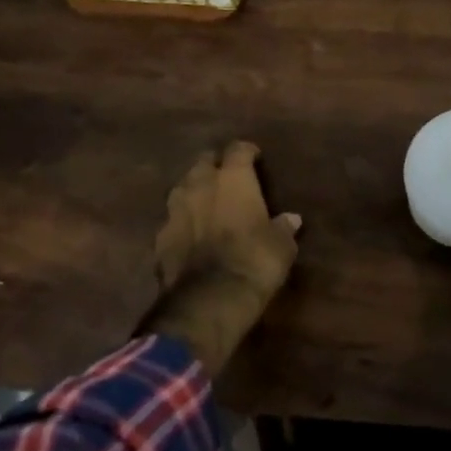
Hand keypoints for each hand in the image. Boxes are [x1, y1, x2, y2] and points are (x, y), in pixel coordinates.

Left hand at [142, 141, 301, 374]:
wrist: (209, 300)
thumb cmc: (255, 262)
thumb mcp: (281, 246)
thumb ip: (283, 228)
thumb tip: (291, 219)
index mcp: (233, 179)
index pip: (238, 150)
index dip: (247, 151)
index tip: (254, 156)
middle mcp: (200, 185)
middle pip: (203, 162)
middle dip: (214, 166)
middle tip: (227, 176)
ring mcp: (175, 210)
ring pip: (182, 188)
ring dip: (194, 191)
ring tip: (205, 201)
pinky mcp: (159, 237)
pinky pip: (172, 220)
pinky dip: (182, 222)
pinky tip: (190, 234)